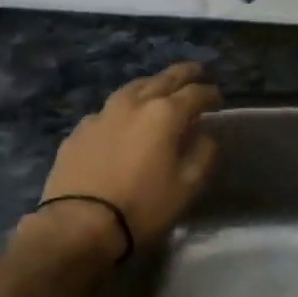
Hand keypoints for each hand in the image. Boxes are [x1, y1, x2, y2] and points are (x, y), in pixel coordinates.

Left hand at [34, 63, 221, 254]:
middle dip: (183, 74)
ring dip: (151, 85)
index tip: (219, 100)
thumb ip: (202, 154)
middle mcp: (133, 104)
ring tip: (159, 88)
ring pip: (132, 88)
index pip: (195, 94)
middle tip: (196, 72)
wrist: (78, 225)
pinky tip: (123, 120)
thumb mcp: (187, 186)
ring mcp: (102, 115)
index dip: (210, 94)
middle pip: (163, 79)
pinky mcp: (79, 131)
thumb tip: (204, 135)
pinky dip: (124, 109)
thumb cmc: (142, 207)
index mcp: (164, 114)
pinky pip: (108, 111)